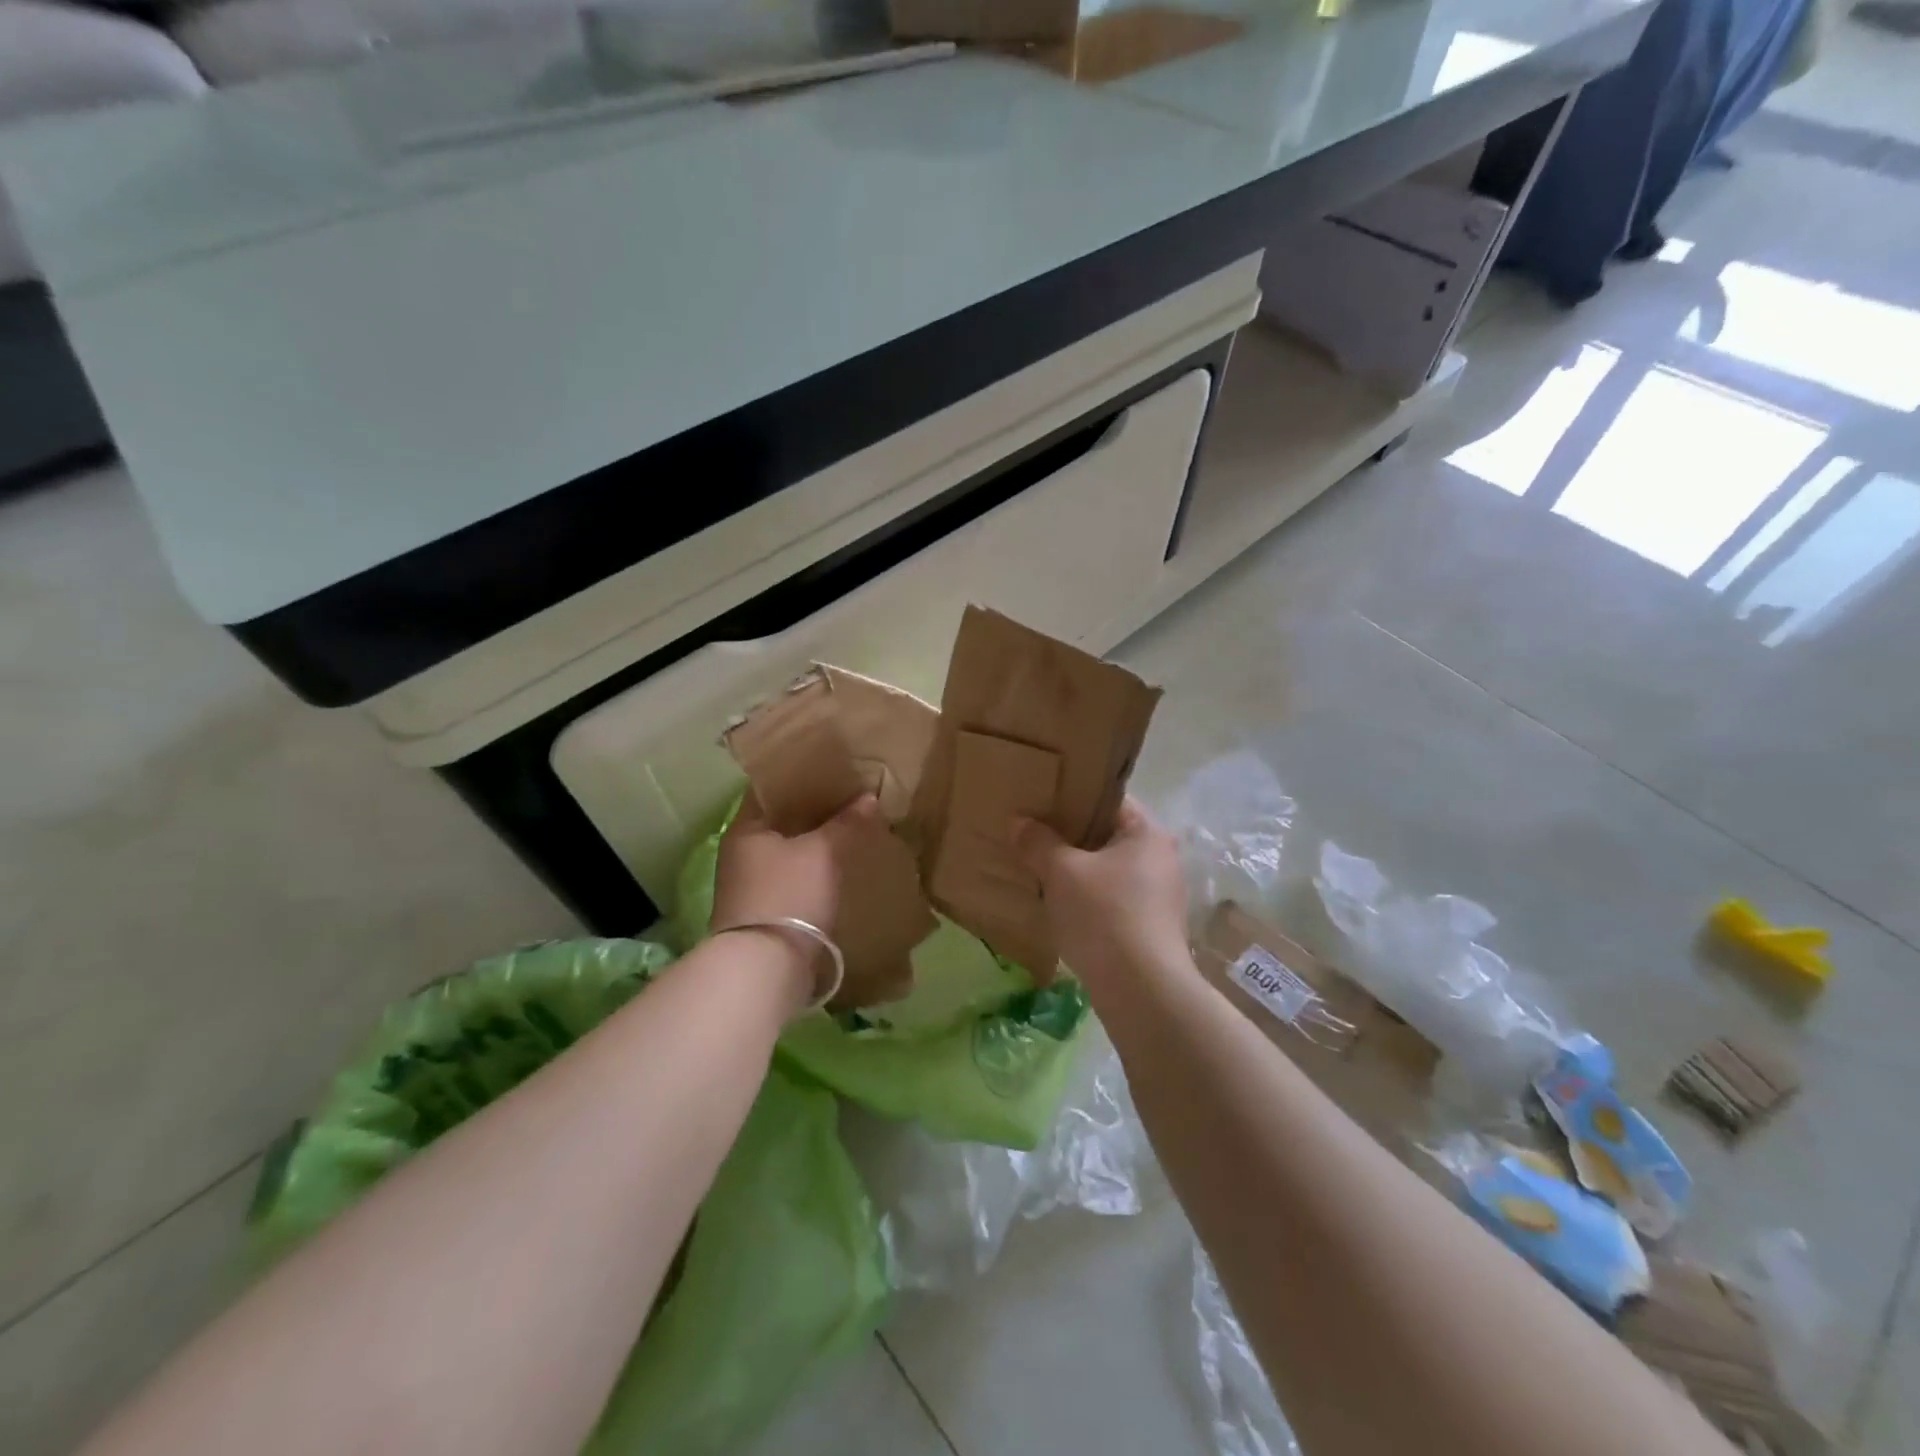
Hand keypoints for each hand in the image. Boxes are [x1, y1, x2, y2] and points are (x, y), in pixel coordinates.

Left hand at [712, 792, 925, 1009]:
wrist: (766, 968)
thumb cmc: (789, 895)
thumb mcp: (823, 853)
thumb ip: (846, 823)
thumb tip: (868, 797)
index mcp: (746, 828)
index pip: (772, 788)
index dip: (801, 776)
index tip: (833, 769)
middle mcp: (741, 853)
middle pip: (782, 821)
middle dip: (814, 811)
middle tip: (851, 798)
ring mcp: (750, 885)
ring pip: (789, 851)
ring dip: (816, 843)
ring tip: (851, 830)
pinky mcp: (764, 913)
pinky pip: (793, 878)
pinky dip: (814, 870)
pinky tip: (840, 868)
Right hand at [1014, 798, 1190, 989]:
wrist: (1142, 992)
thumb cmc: (1105, 916)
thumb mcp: (1062, 872)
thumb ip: (1038, 842)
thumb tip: (1018, 823)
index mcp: (1147, 833)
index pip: (1107, 800)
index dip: (1072, 798)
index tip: (1039, 804)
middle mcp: (1160, 859)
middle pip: (1106, 836)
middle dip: (1069, 838)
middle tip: (1030, 836)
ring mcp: (1158, 896)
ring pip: (1107, 871)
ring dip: (1076, 872)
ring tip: (1037, 871)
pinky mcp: (1150, 928)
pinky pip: (1111, 900)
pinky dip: (1086, 900)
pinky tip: (1057, 908)